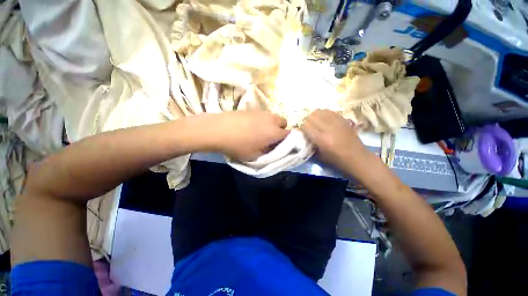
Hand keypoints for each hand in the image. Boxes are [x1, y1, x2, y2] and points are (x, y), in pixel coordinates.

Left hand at [205, 111, 288, 160]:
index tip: (279, 144)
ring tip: (260, 131)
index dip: (287, 140)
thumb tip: (272, 147)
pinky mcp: (252, 109)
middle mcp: (271, 119)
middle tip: (271, 137)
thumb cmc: (239, 145)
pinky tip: (250, 125)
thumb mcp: (255, 156)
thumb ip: (268, 152)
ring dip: (271, 124)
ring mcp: (261, 112)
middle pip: (283, 122)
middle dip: (280, 129)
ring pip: (273, 117)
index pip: (289, 134)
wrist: (219, 129)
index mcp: (274, 132)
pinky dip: (262, 120)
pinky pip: (263, 114)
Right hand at [301, 109, 374, 175]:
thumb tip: (304, 134)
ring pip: (320, 111)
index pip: (306, 126)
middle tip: (308, 126)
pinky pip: (329, 111)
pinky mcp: (343, 119)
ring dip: (314, 116)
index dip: (302, 127)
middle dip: (307, 121)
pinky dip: (323, 113)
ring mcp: (337, 122)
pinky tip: (323, 118)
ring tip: (315, 121)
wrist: (357, 157)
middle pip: (312, 117)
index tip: (302, 130)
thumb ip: (311, 144)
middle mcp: (329, 128)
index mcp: (322, 140)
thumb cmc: (337, 159)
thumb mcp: (320, 155)